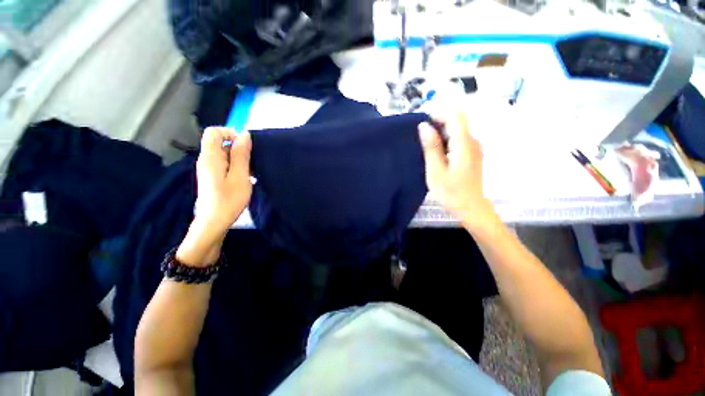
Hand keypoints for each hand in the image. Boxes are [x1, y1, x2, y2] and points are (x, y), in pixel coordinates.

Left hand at [195, 127, 252, 236]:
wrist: (214, 222)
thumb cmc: (229, 200)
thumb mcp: (240, 176)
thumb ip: (241, 155)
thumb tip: (244, 134)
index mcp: (211, 157)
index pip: (214, 132)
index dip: (230, 133)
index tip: (246, 145)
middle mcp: (206, 160)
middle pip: (220, 143)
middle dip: (238, 148)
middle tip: (252, 163)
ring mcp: (209, 169)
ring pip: (224, 154)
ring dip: (239, 159)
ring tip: (251, 173)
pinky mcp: (212, 177)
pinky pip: (224, 164)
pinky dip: (236, 167)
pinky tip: (246, 178)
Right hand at [418, 113, 497, 231]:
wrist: (470, 208)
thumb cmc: (451, 192)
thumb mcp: (435, 170)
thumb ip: (431, 147)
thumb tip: (424, 125)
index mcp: (464, 143)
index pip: (454, 116)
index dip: (437, 114)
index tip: (421, 124)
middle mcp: (472, 141)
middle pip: (457, 121)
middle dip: (438, 123)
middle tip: (421, 137)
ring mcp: (474, 147)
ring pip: (457, 130)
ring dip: (441, 132)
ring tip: (426, 145)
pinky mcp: (472, 154)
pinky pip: (459, 139)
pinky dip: (446, 140)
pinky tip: (437, 153)